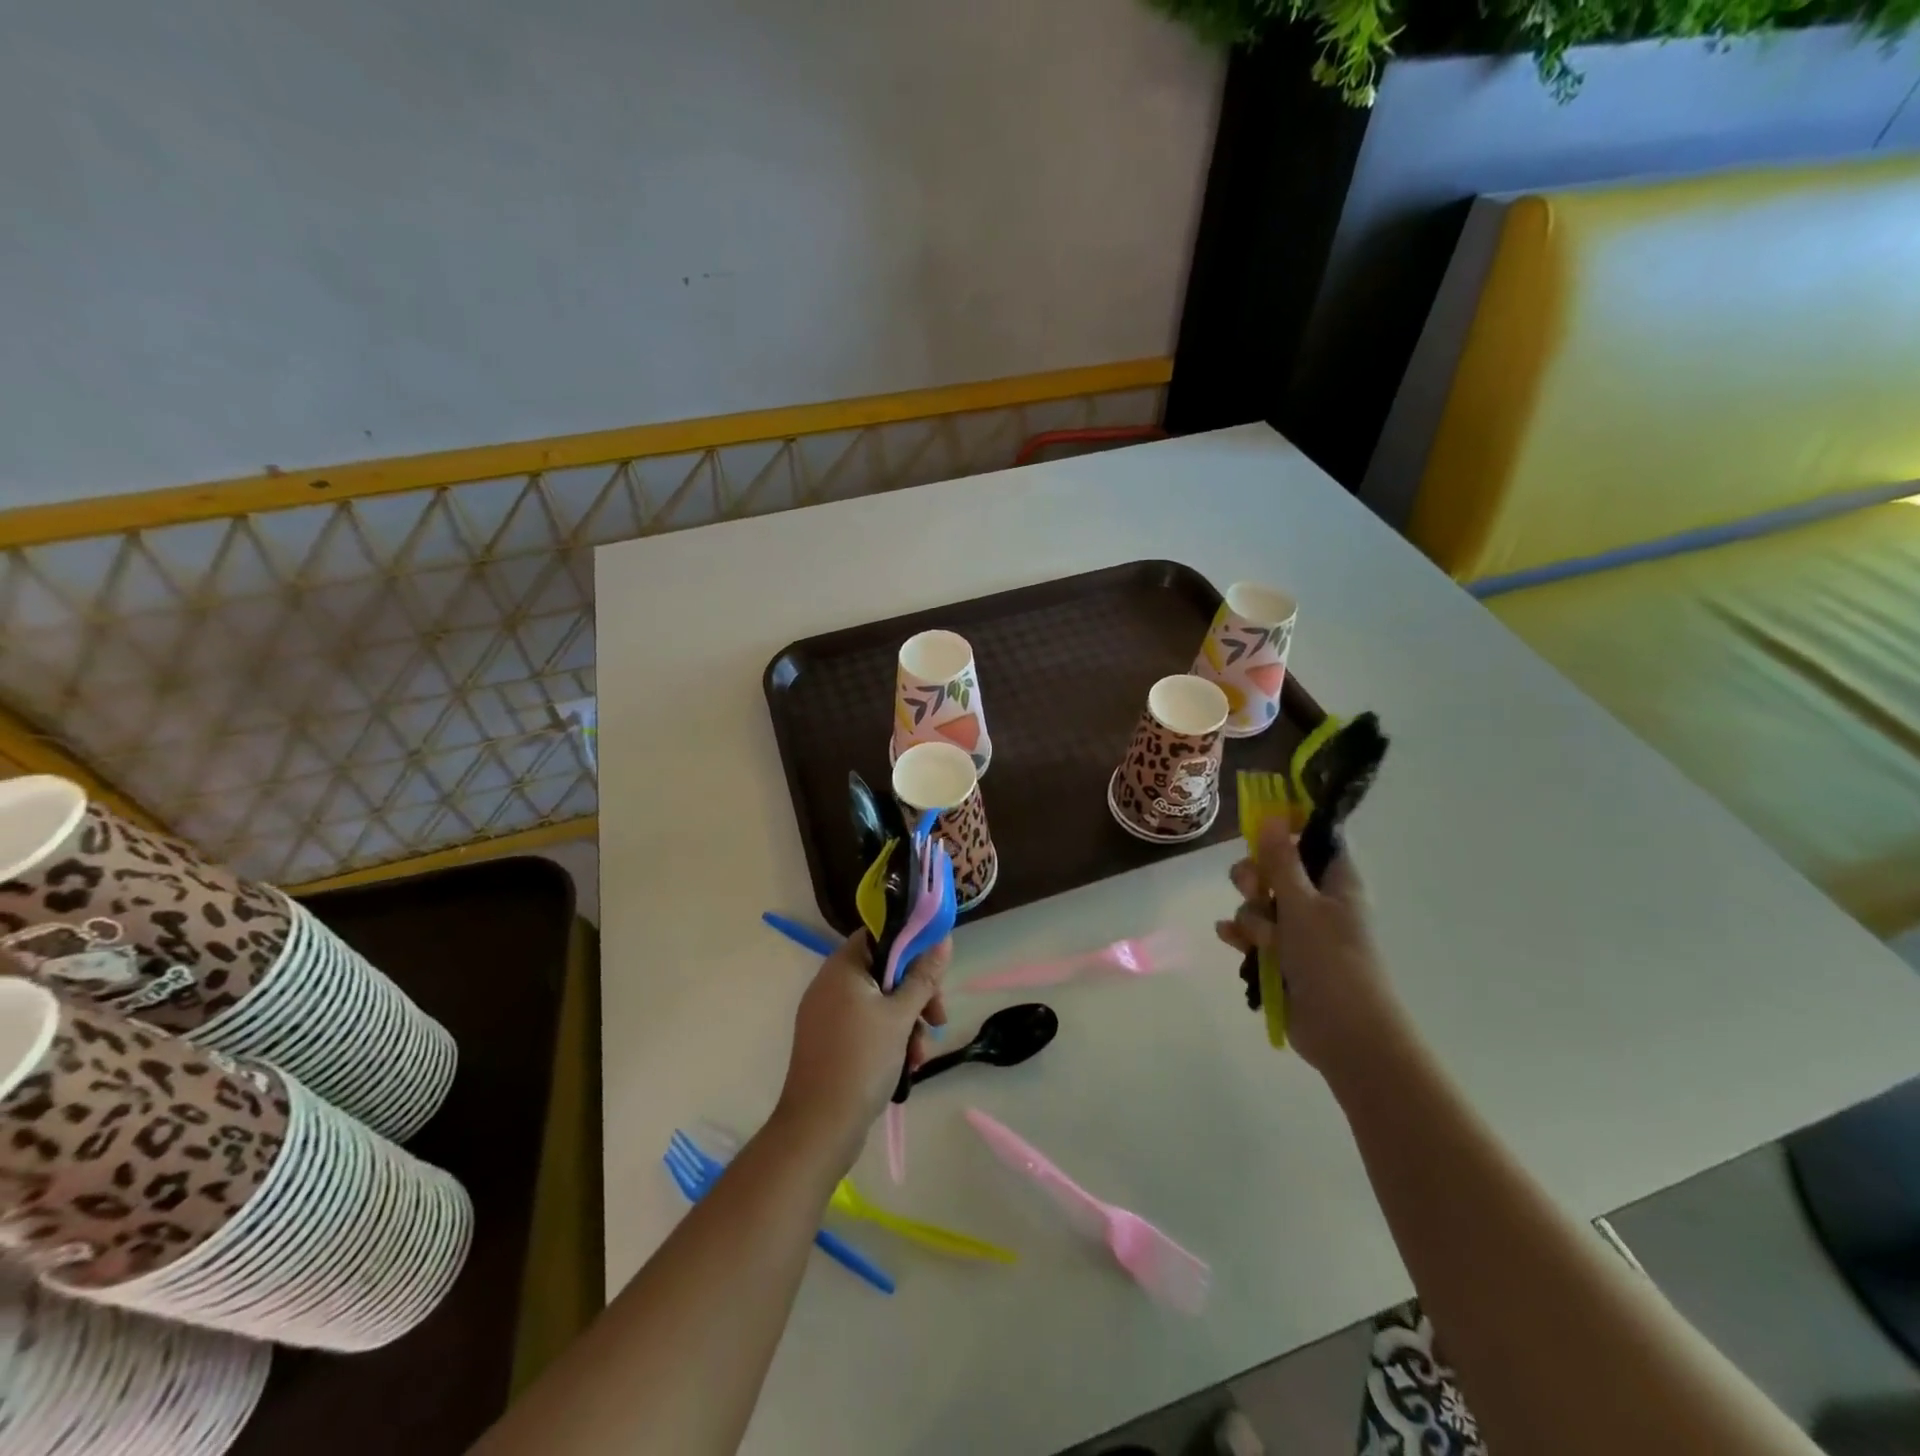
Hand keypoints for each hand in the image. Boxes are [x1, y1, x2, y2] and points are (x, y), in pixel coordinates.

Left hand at [774, 932, 948, 1167]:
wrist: (820, 1127)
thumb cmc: (862, 1061)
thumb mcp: (901, 1016)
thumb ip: (923, 976)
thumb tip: (943, 939)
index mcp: (842, 968)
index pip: (879, 935)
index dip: (910, 947)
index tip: (935, 972)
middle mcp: (830, 984)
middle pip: (883, 971)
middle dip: (916, 994)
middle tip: (938, 1019)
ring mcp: (827, 1014)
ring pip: (878, 1002)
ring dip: (907, 1022)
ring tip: (921, 1054)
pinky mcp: (829, 1041)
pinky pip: (865, 1025)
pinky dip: (888, 1038)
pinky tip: (907, 1065)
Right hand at [1214, 820, 1401, 1080]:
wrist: (1344, 1032)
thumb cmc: (1331, 959)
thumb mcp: (1302, 904)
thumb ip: (1281, 861)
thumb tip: (1272, 815)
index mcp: (1336, 882)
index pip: (1314, 840)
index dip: (1288, 831)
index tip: (1259, 832)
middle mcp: (1318, 902)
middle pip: (1276, 870)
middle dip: (1255, 877)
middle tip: (1252, 888)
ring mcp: (1299, 932)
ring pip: (1260, 904)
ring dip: (1250, 915)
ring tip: (1258, 938)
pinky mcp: (1282, 958)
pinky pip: (1252, 934)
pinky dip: (1240, 935)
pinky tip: (1229, 938)